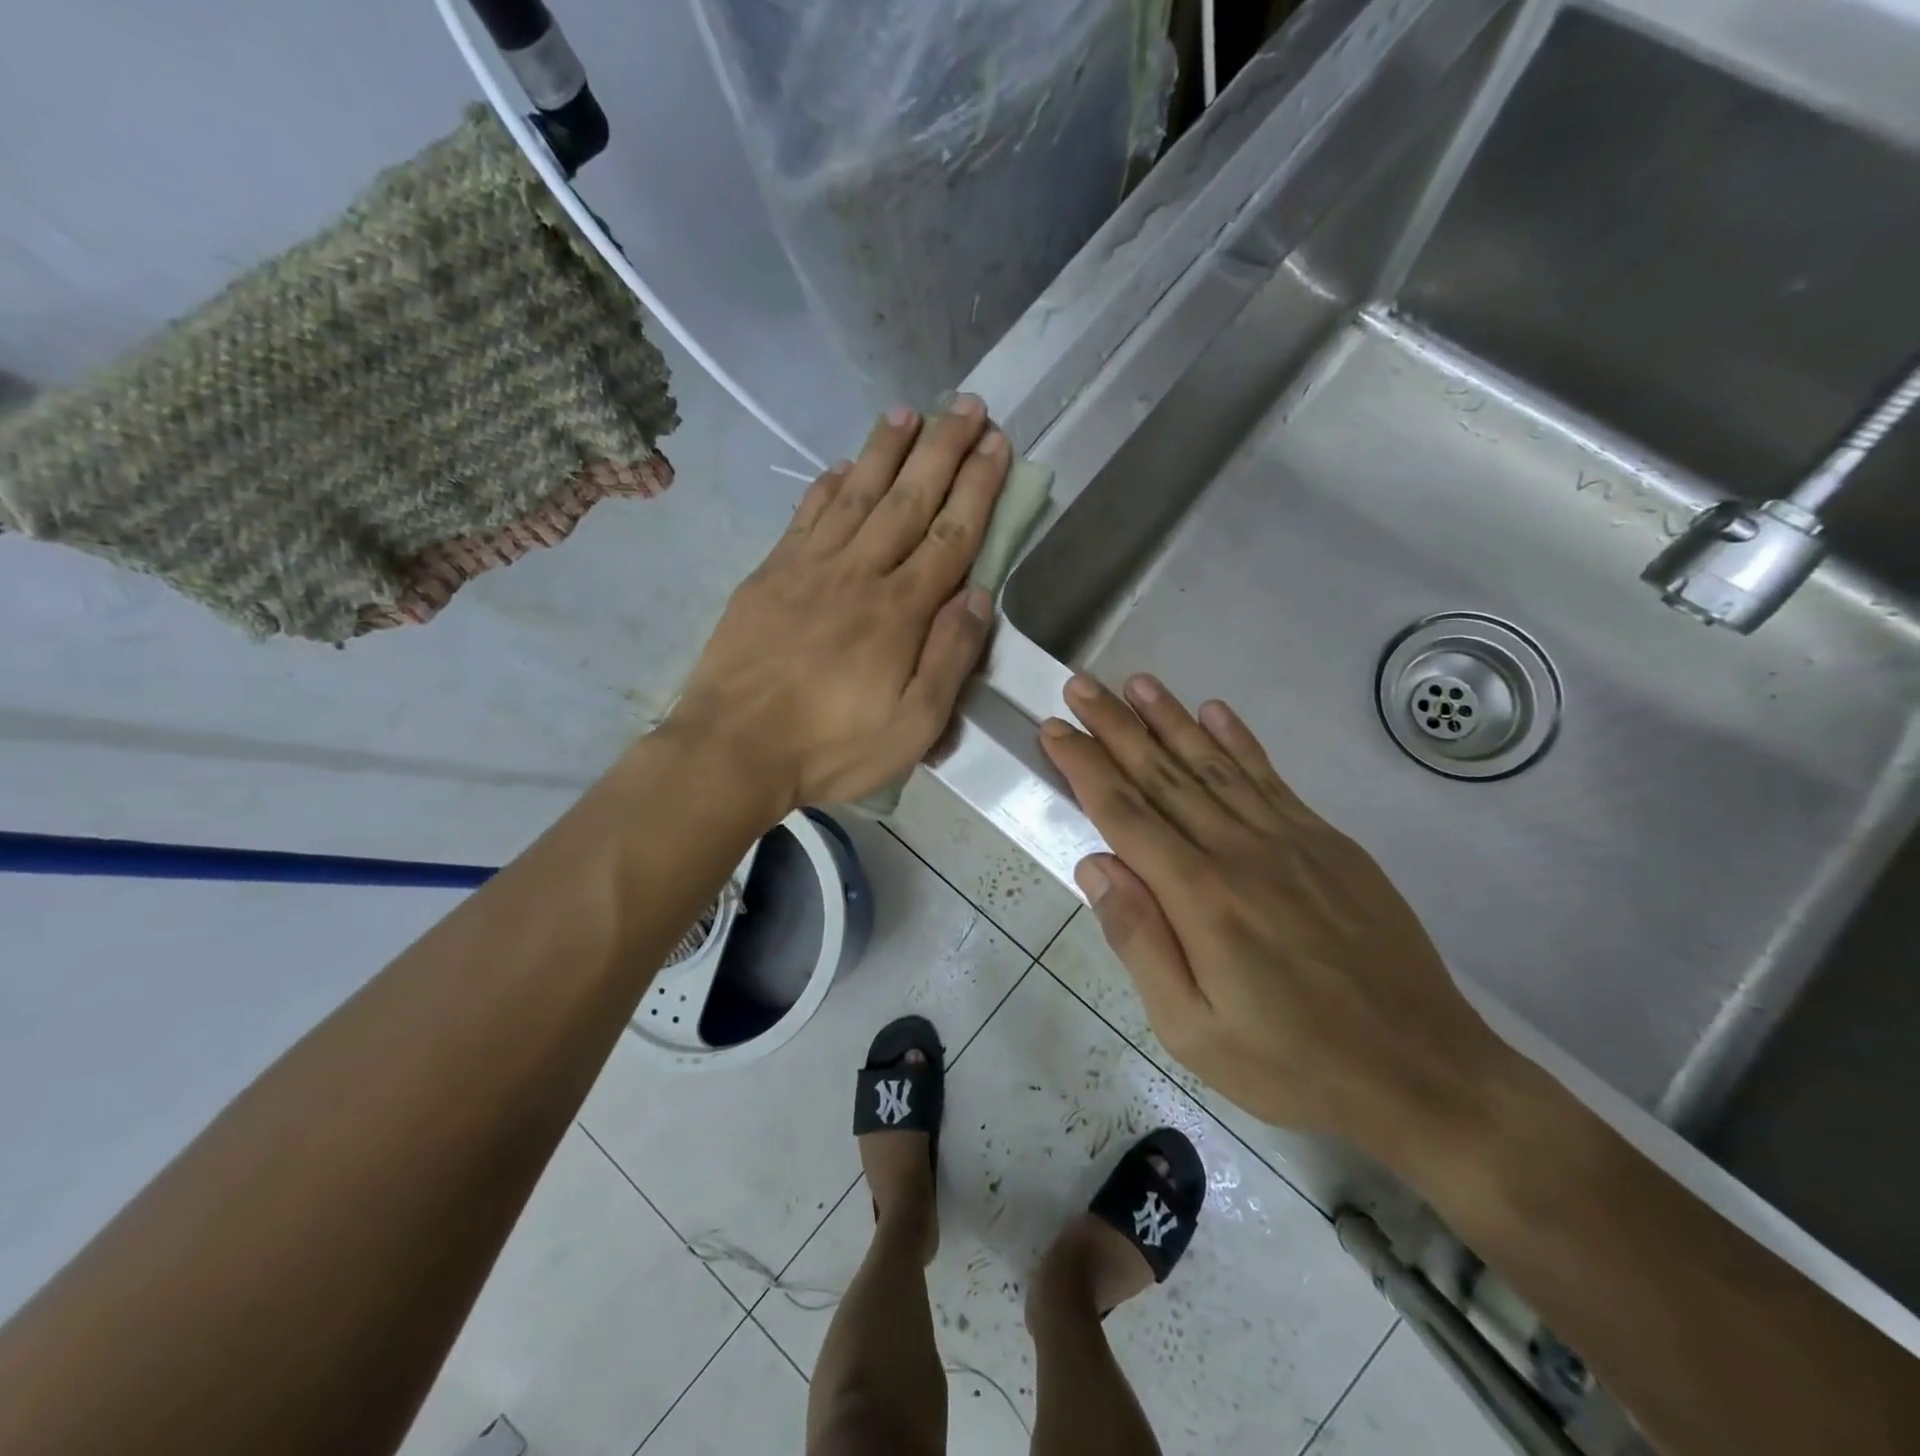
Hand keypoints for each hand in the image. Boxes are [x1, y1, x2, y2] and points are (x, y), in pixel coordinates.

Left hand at [668, 398, 1009, 811]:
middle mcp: (858, 573)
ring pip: (856, 494)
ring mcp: (808, 568)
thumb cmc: (831, 747)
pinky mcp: (769, 575)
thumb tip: (979, 596)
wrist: (731, 749)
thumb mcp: (913, 726)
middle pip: (909, 500)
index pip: (951, 535)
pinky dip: (826, 485)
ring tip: (910, 412)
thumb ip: (950, 658)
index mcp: (899, 611)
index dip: (978, 487)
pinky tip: (841, 465)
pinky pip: (805, 516)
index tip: (997, 444)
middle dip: (943, 449)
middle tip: (967, 405)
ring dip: (886, 450)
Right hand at [1040, 673, 1511, 1158]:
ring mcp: (1289, 839)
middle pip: (1163, 774)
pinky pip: (1271, 778)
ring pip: (1214, 764)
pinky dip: (1239, 741)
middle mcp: (1238, 850)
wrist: (1421, 1071)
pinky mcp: (1328, 843)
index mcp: (1198, 896)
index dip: (1084, 766)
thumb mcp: (1191, 1029)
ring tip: (1137, 683)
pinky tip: (1216, 712)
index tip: (1053, 729)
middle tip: (1081, 685)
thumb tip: (1095, 865)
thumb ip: (1139, 939)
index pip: (1124, 813)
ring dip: (1171, 719)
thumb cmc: (1291, 1062)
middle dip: (1115, 726)